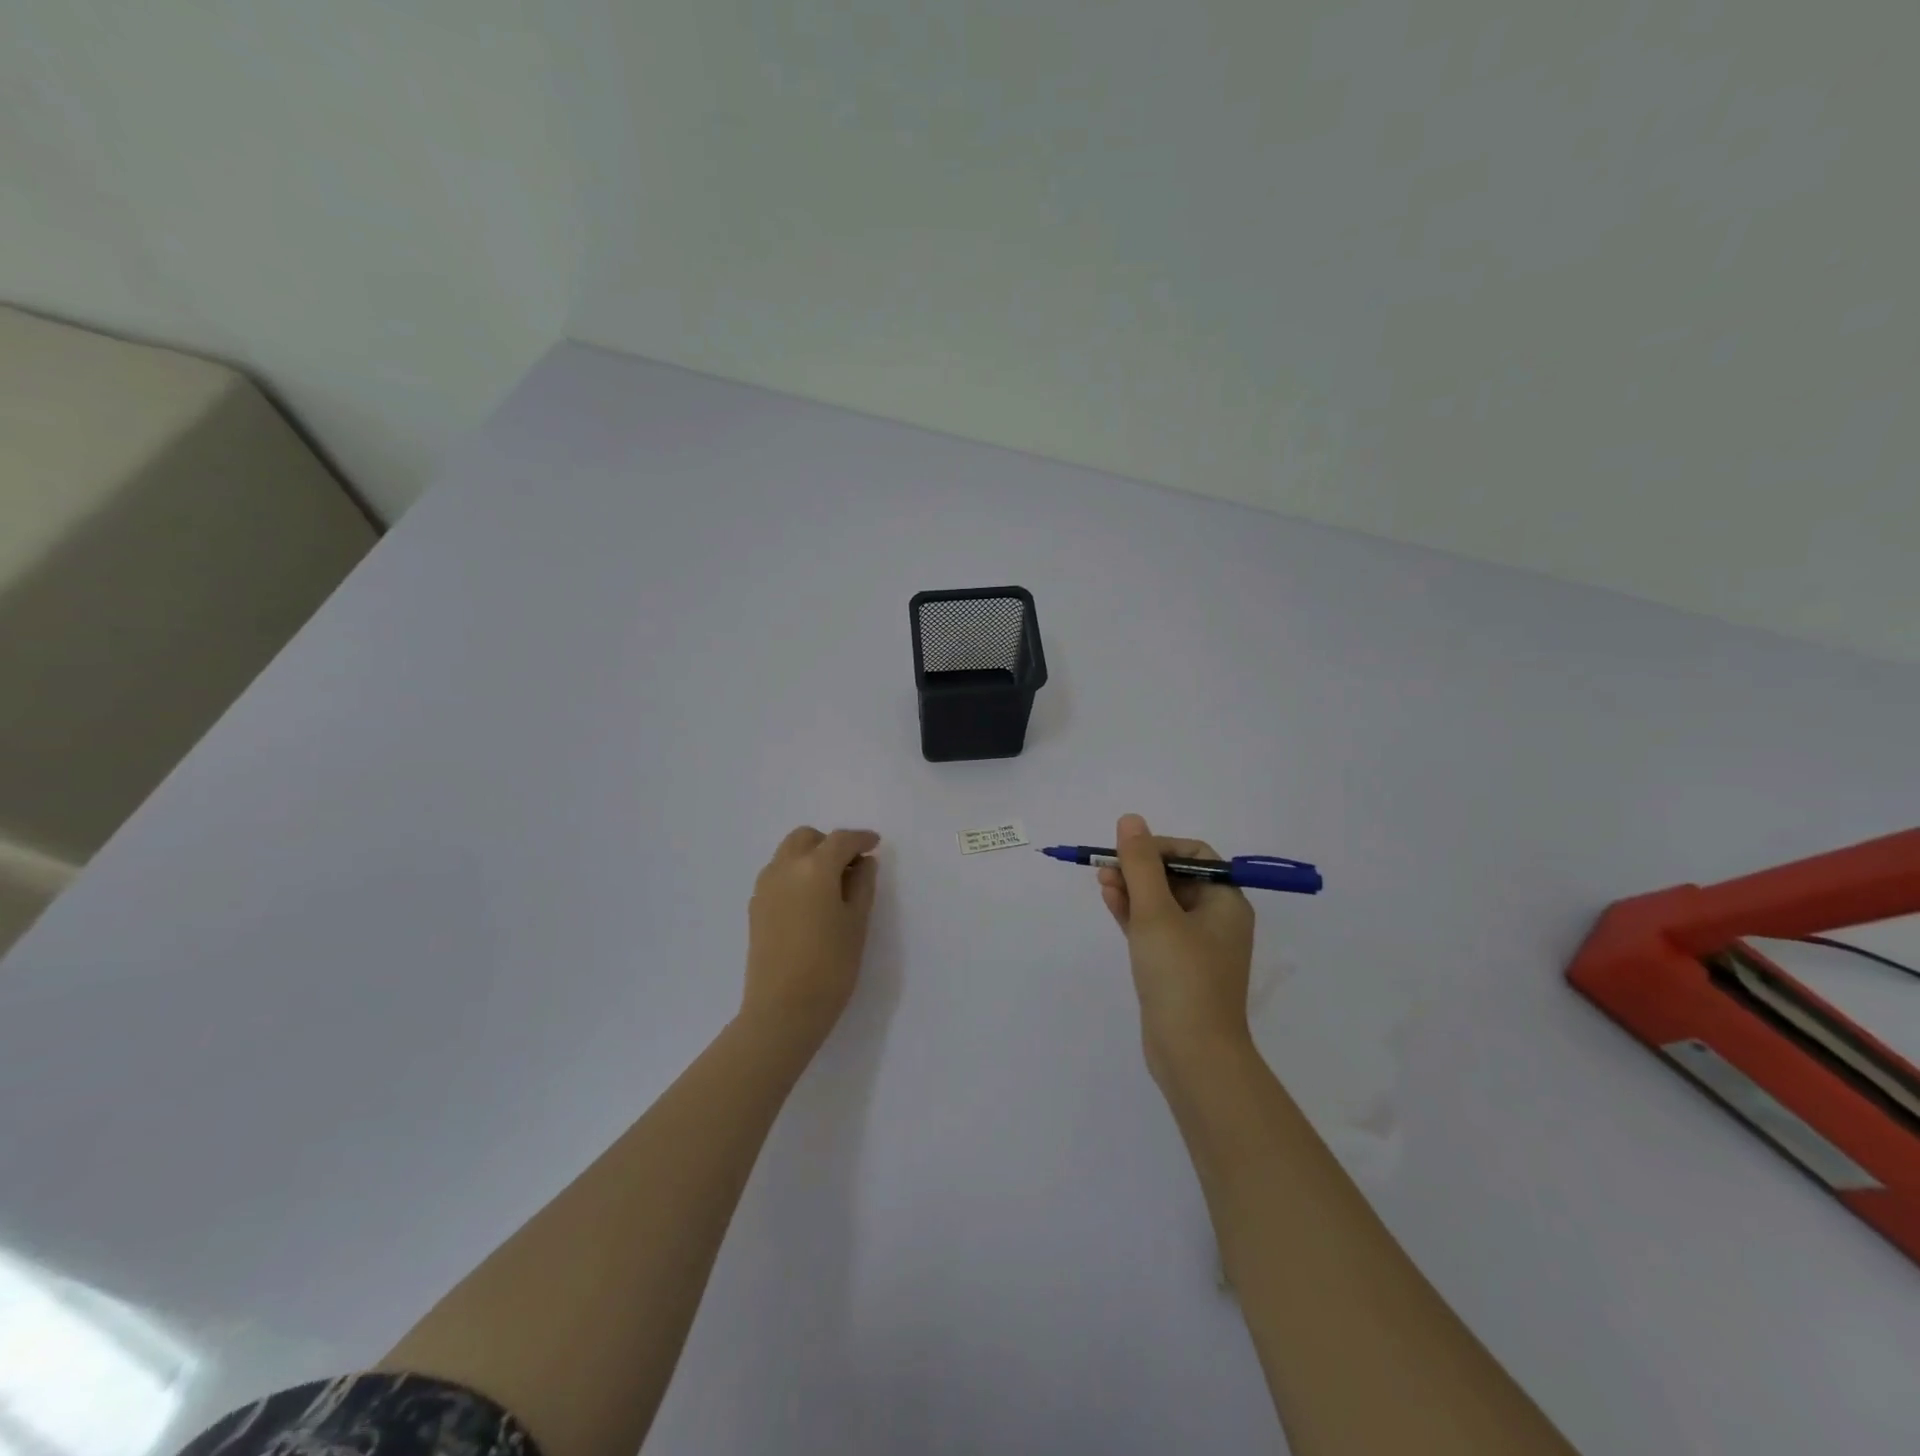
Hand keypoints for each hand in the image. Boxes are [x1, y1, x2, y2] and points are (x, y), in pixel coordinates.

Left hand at [743, 826, 880, 1046]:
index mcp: (814, 867)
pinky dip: (795, 874)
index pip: (841, 840)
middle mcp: (784, 868)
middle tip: (851, 866)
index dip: (861, 839)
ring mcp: (765, 887)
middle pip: (807, 838)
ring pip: (788, 854)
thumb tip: (863, 862)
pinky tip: (810, 902)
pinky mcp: (755, 907)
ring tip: (831, 885)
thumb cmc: (830, 965)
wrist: (782, 1010)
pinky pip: (777, 875)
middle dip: (830, 844)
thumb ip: (862, 885)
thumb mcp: (857, 922)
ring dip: (810, 857)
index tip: (875, 844)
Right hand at [1099, 813, 1255, 1088]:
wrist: (1193, 1054)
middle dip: (1139, 868)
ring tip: (1101, 880)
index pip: (1194, 856)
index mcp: (1225, 902)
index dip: (1159, 846)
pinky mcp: (1176, 968)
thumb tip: (1131, 820)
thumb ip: (1140, 864)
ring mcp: (1196, 947)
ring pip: (1161, 904)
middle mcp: (1216, 920)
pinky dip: (1133, 913)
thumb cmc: (1181, 975)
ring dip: (1132, 888)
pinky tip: (1110, 900)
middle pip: (1175, 878)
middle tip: (1105, 866)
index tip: (1127, 851)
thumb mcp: (1156, 912)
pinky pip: (1154, 929)